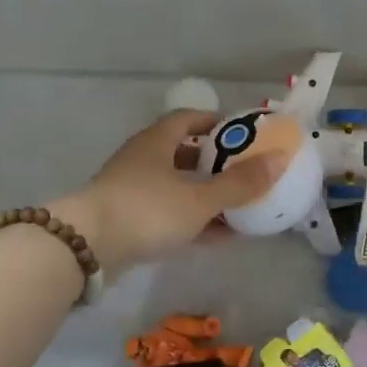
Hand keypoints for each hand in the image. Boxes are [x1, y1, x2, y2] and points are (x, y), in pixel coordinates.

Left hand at [48, 111, 283, 274]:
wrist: (85, 247)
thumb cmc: (146, 209)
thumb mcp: (200, 198)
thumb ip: (240, 183)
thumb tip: (280, 159)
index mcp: (157, 142)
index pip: (187, 119)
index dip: (214, 122)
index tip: (240, 133)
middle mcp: (141, 159)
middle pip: (181, 153)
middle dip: (212, 162)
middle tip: (243, 171)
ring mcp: (130, 190)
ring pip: (175, 186)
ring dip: (204, 194)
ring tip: (237, 207)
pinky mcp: (125, 220)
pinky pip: (166, 213)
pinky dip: (191, 220)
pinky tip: (217, 236)